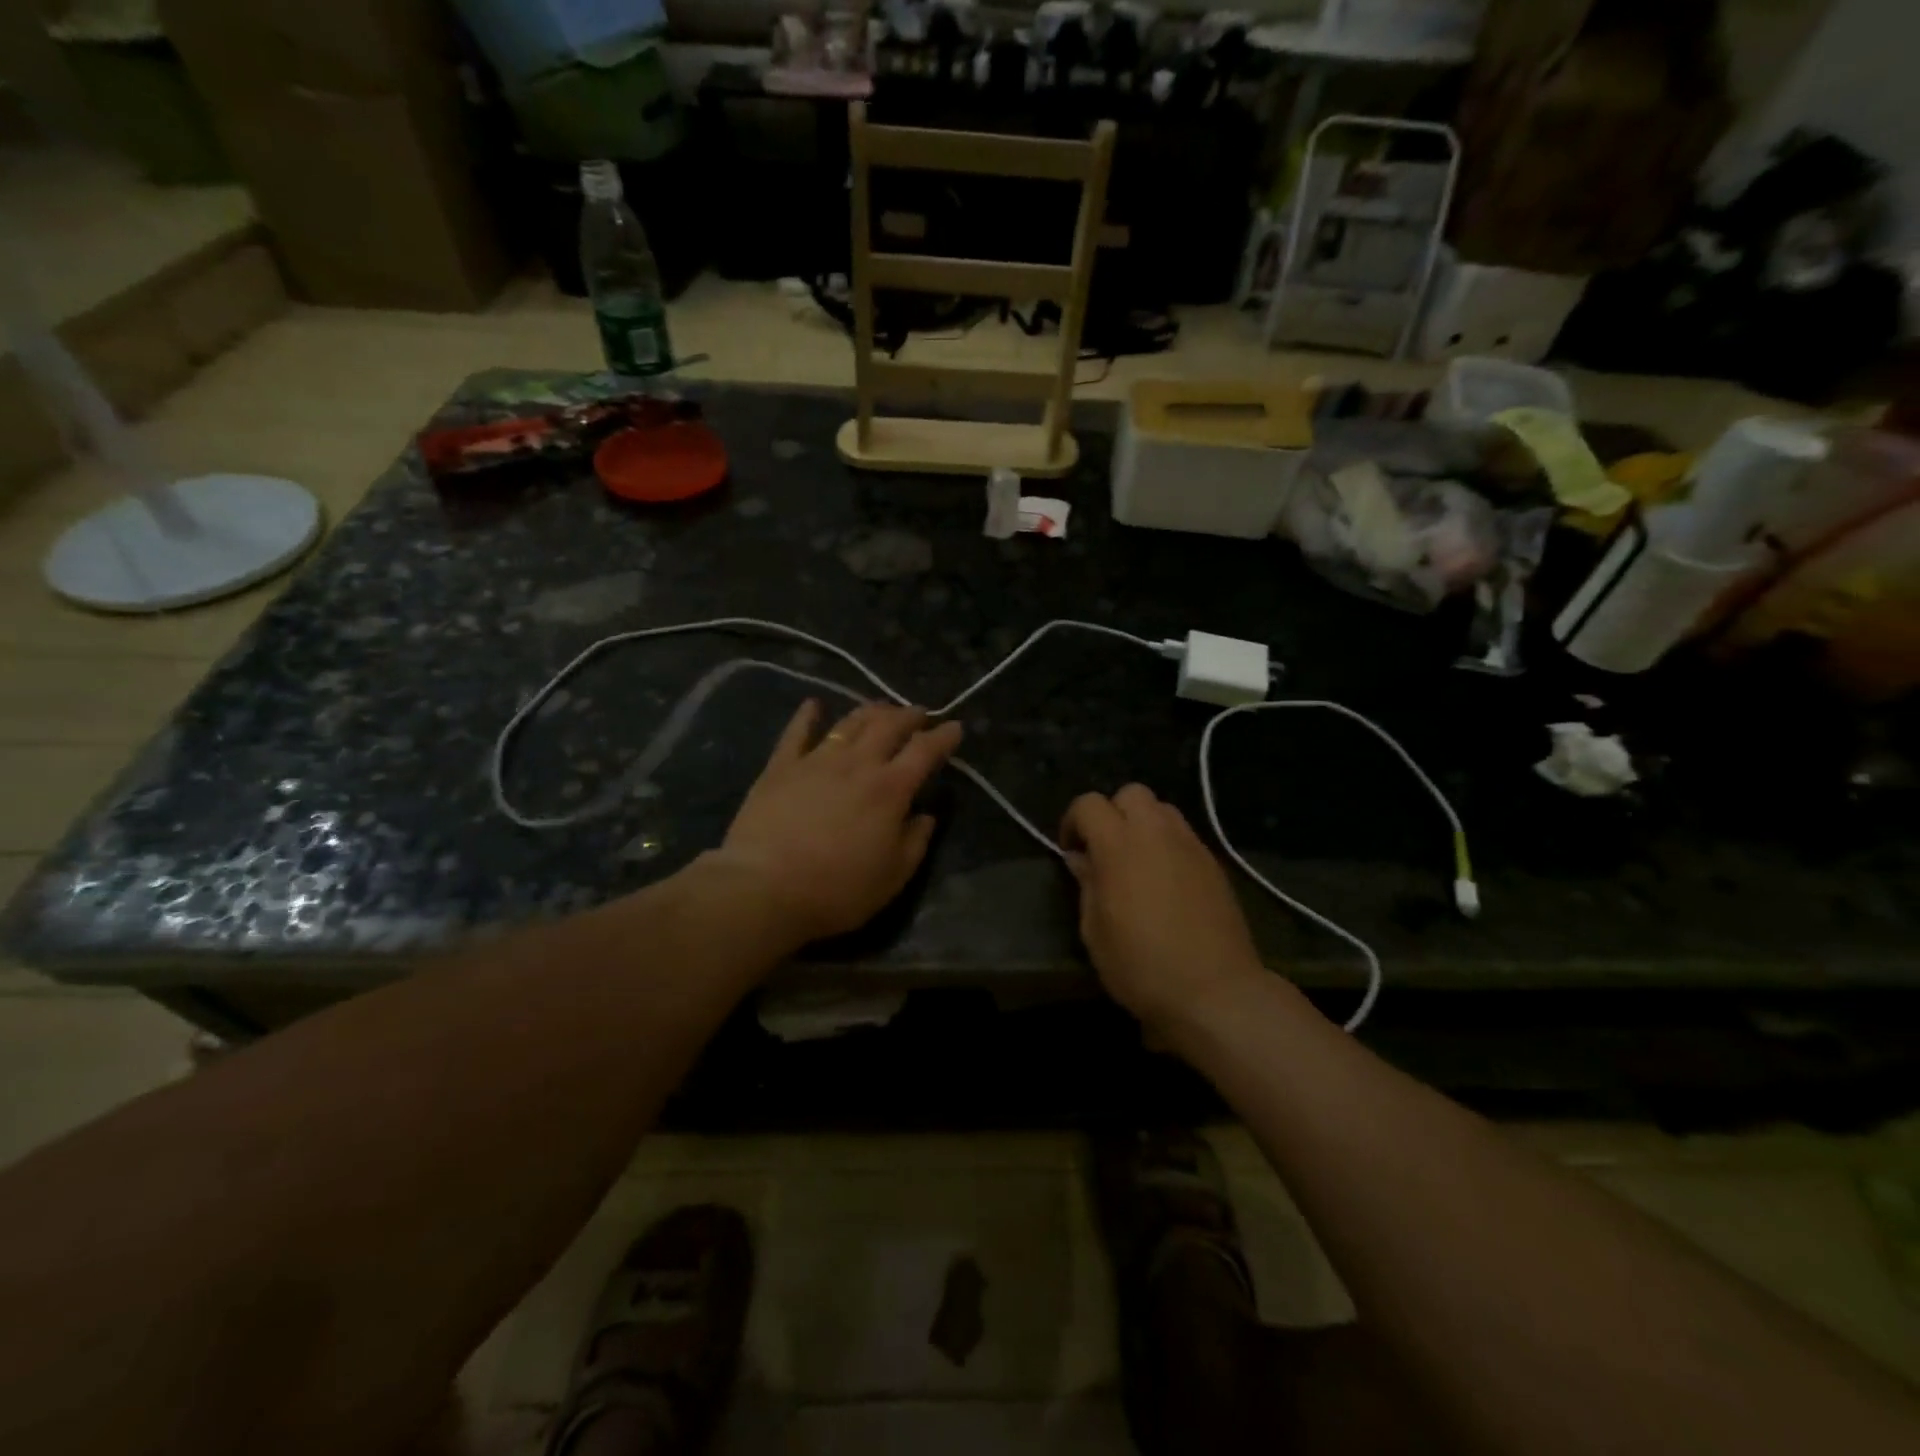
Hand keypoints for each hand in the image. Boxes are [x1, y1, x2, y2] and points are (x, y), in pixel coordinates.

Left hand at [713, 700, 962, 944]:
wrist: (764, 887)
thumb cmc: (836, 889)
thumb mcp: (892, 877)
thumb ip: (915, 842)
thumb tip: (926, 816)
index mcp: (890, 789)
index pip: (924, 751)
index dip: (943, 736)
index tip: (955, 727)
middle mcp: (857, 764)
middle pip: (888, 725)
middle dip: (909, 715)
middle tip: (919, 714)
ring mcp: (816, 760)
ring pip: (849, 722)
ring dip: (870, 711)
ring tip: (881, 708)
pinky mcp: (781, 766)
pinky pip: (797, 732)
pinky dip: (808, 715)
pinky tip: (814, 705)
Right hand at [1060, 784, 1266, 1035]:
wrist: (1215, 991)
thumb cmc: (1141, 966)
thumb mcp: (1095, 931)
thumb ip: (1086, 884)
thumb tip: (1081, 859)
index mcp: (1119, 845)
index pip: (1089, 804)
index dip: (1073, 822)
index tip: (1071, 851)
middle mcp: (1156, 833)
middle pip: (1131, 793)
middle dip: (1113, 813)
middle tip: (1106, 850)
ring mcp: (1191, 846)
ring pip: (1162, 810)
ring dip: (1143, 825)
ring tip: (1137, 862)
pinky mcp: (1214, 863)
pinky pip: (1184, 836)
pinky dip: (1167, 844)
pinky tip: (1165, 880)